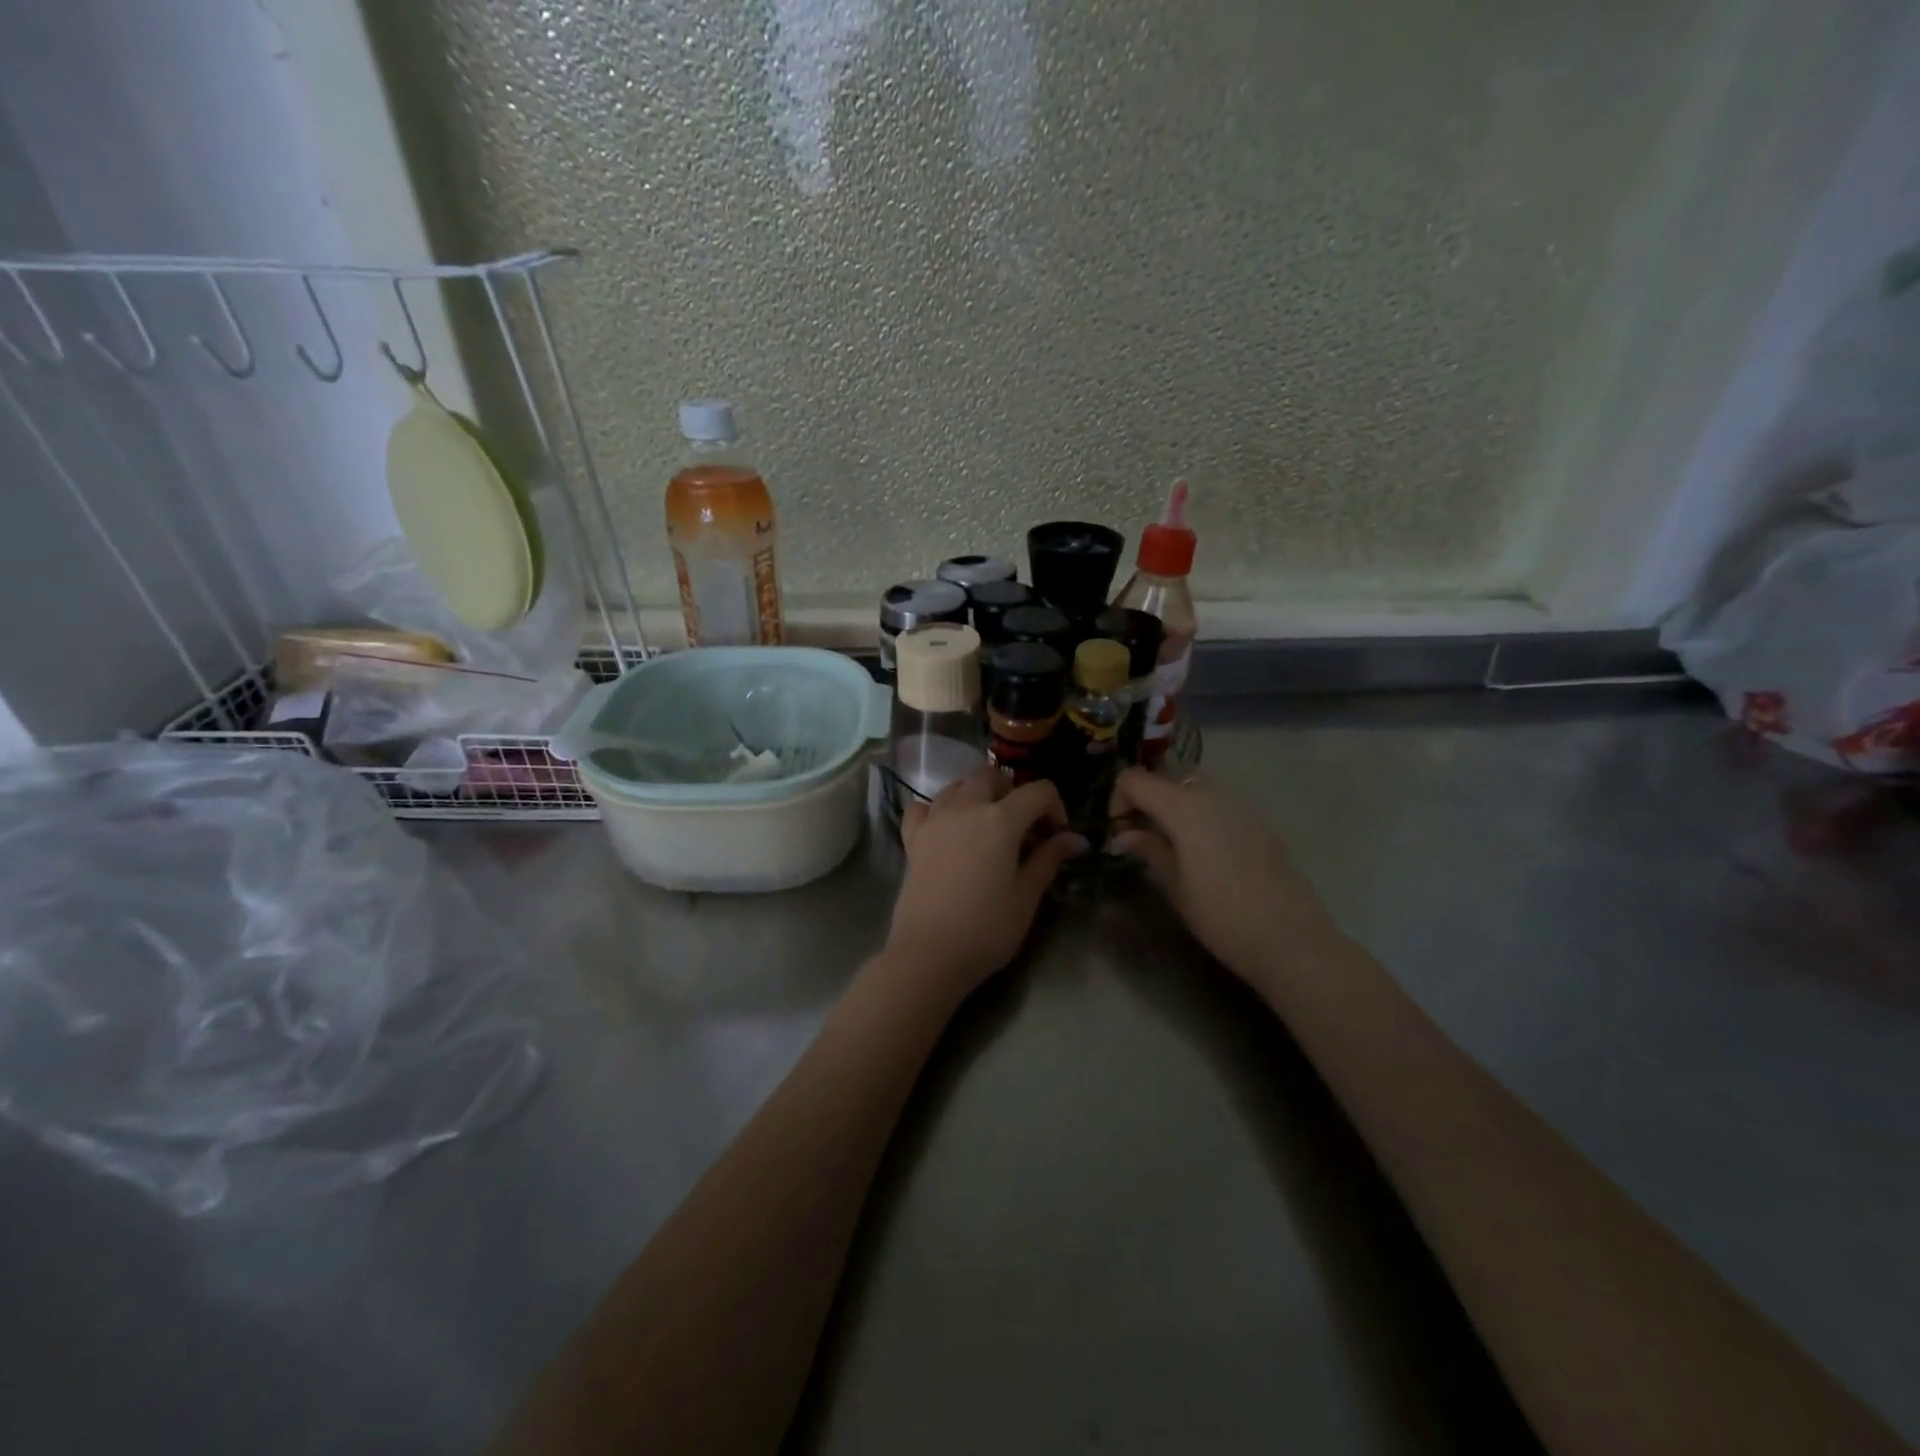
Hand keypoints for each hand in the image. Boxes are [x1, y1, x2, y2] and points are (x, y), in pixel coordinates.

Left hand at [885, 769, 1085, 992]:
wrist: (929, 954)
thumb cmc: (987, 928)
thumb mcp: (1027, 895)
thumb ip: (1049, 859)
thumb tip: (1075, 839)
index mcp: (1001, 819)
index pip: (1038, 791)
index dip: (1055, 807)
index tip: (1058, 835)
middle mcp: (966, 807)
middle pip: (991, 777)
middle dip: (1012, 792)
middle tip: (1022, 826)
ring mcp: (934, 820)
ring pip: (957, 785)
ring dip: (977, 794)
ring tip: (987, 825)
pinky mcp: (912, 838)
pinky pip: (922, 807)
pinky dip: (937, 809)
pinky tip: (947, 828)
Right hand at [1108, 768, 1339, 978]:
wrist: (1290, 939)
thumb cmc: (1221, 916)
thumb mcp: (1174, 885)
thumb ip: (1148, 849)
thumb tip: (1123, 835)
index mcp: (1184, 807)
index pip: (1135, 778)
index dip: (1118, 799)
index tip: (1118, 831)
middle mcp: (1212, 795)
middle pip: (1166, 777)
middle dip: (1145, 798)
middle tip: (1139, 835)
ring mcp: (1240, 805)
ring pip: (1194, 786)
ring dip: (1173, 804)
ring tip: (1169, 842)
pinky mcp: (1259, 822)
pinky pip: (1219, 803)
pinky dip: (1199, 813)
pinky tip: (1203, 851)